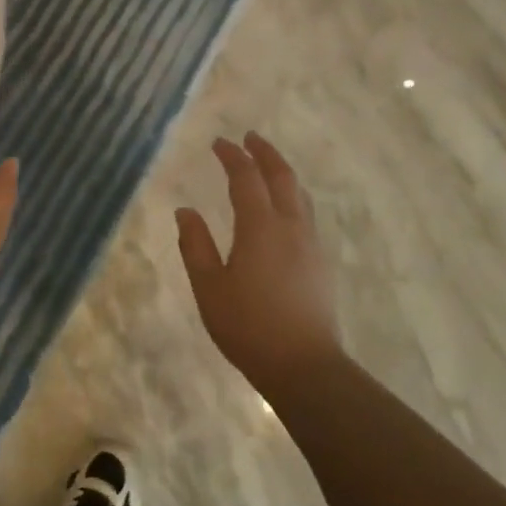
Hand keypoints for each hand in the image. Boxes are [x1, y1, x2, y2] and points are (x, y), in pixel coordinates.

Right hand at [177, 133, 340, 388]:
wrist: (304, 367)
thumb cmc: (248, 326)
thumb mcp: (209, 286)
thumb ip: (195, 245)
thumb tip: (185, 211)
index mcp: (260, 227)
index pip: (246, 178)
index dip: (232, 156)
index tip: (218, 142)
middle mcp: (290, 227)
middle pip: (282, 177)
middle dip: (265, 153)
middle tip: (249, 138)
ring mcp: (310, 245)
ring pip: (300, 195)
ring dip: (282, 172)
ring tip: (268, 165)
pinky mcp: (320, 263)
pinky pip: (306, 214)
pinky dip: (292, 196)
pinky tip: (283, 209)